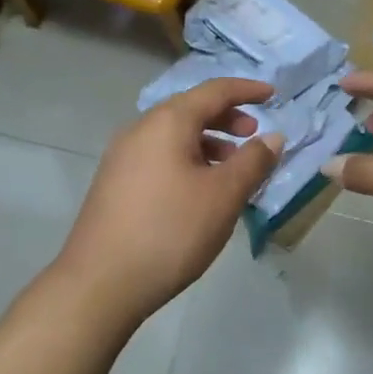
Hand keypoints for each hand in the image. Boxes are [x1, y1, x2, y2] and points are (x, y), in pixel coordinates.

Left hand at [52, 78, 284, 329]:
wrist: (100, 283)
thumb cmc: (170, 231)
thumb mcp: (223, 196)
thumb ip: (253, 161)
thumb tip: (273, 137)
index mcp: (166, 122)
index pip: (213, 91)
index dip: (246, 90)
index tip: (273, 95)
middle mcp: (140, 130)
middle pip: (190, 110)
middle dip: (227, 118)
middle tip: (253, 136)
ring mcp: (122, 157)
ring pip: (174, 136)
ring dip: (208, 143)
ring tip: (232, 170)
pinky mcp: (114, 184)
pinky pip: (160, 157)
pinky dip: (188, 161)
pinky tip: (200, 192)